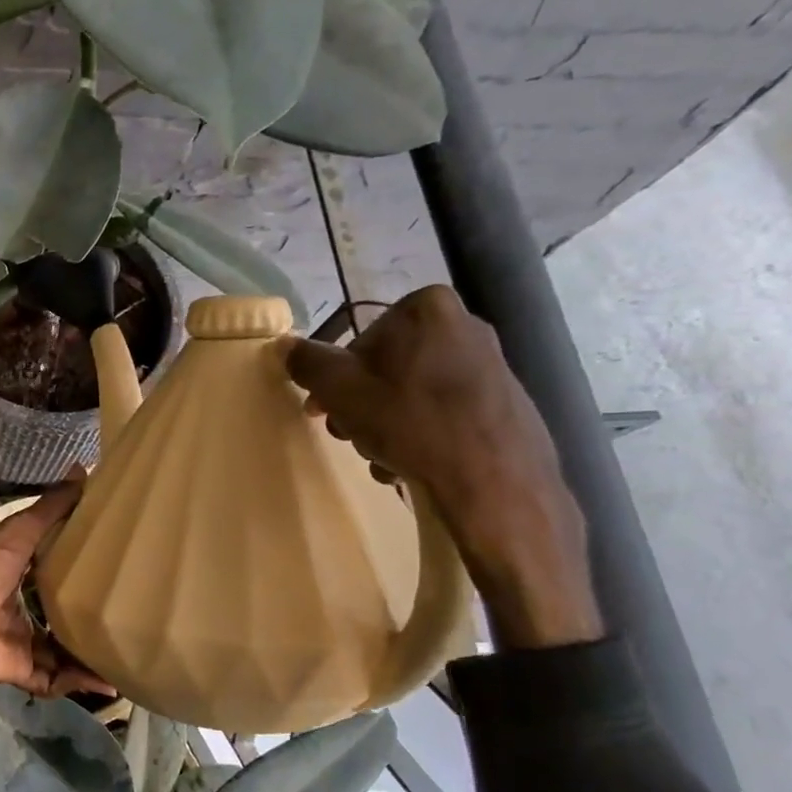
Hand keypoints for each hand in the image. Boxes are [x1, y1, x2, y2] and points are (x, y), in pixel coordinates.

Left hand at [0, 483, 112, 696]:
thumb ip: (50, 508)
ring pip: (62, 652)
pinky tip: (108, 682)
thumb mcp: (19, 533)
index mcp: (16, 575)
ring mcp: (19, 642)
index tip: (113, 566)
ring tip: (126, 654)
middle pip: (59, 615)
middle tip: (128, 616)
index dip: (78, 569)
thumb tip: (82, 468)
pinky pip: (54, 680)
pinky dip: (78, 682)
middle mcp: (18, 609)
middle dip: (88, 618)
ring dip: (90, 657)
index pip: (52, 572)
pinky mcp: (20, 670)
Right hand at [286, 286, 604, 649]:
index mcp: (427, 310)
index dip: (336, 379)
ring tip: (382, 458)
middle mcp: (466, 326)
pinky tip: (411, 464)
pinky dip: (420, 434)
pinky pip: (443, 412)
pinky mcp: (506, 402)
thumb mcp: (339, 390)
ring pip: (411, 393)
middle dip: (362, 404)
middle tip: (351, 435)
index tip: (327, 411)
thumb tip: (285, 345)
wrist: (495, 481)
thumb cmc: (409, 422)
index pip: (358, 340)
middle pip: (386, 368)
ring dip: (386, 425)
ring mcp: (492, 365)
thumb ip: (307, 362)